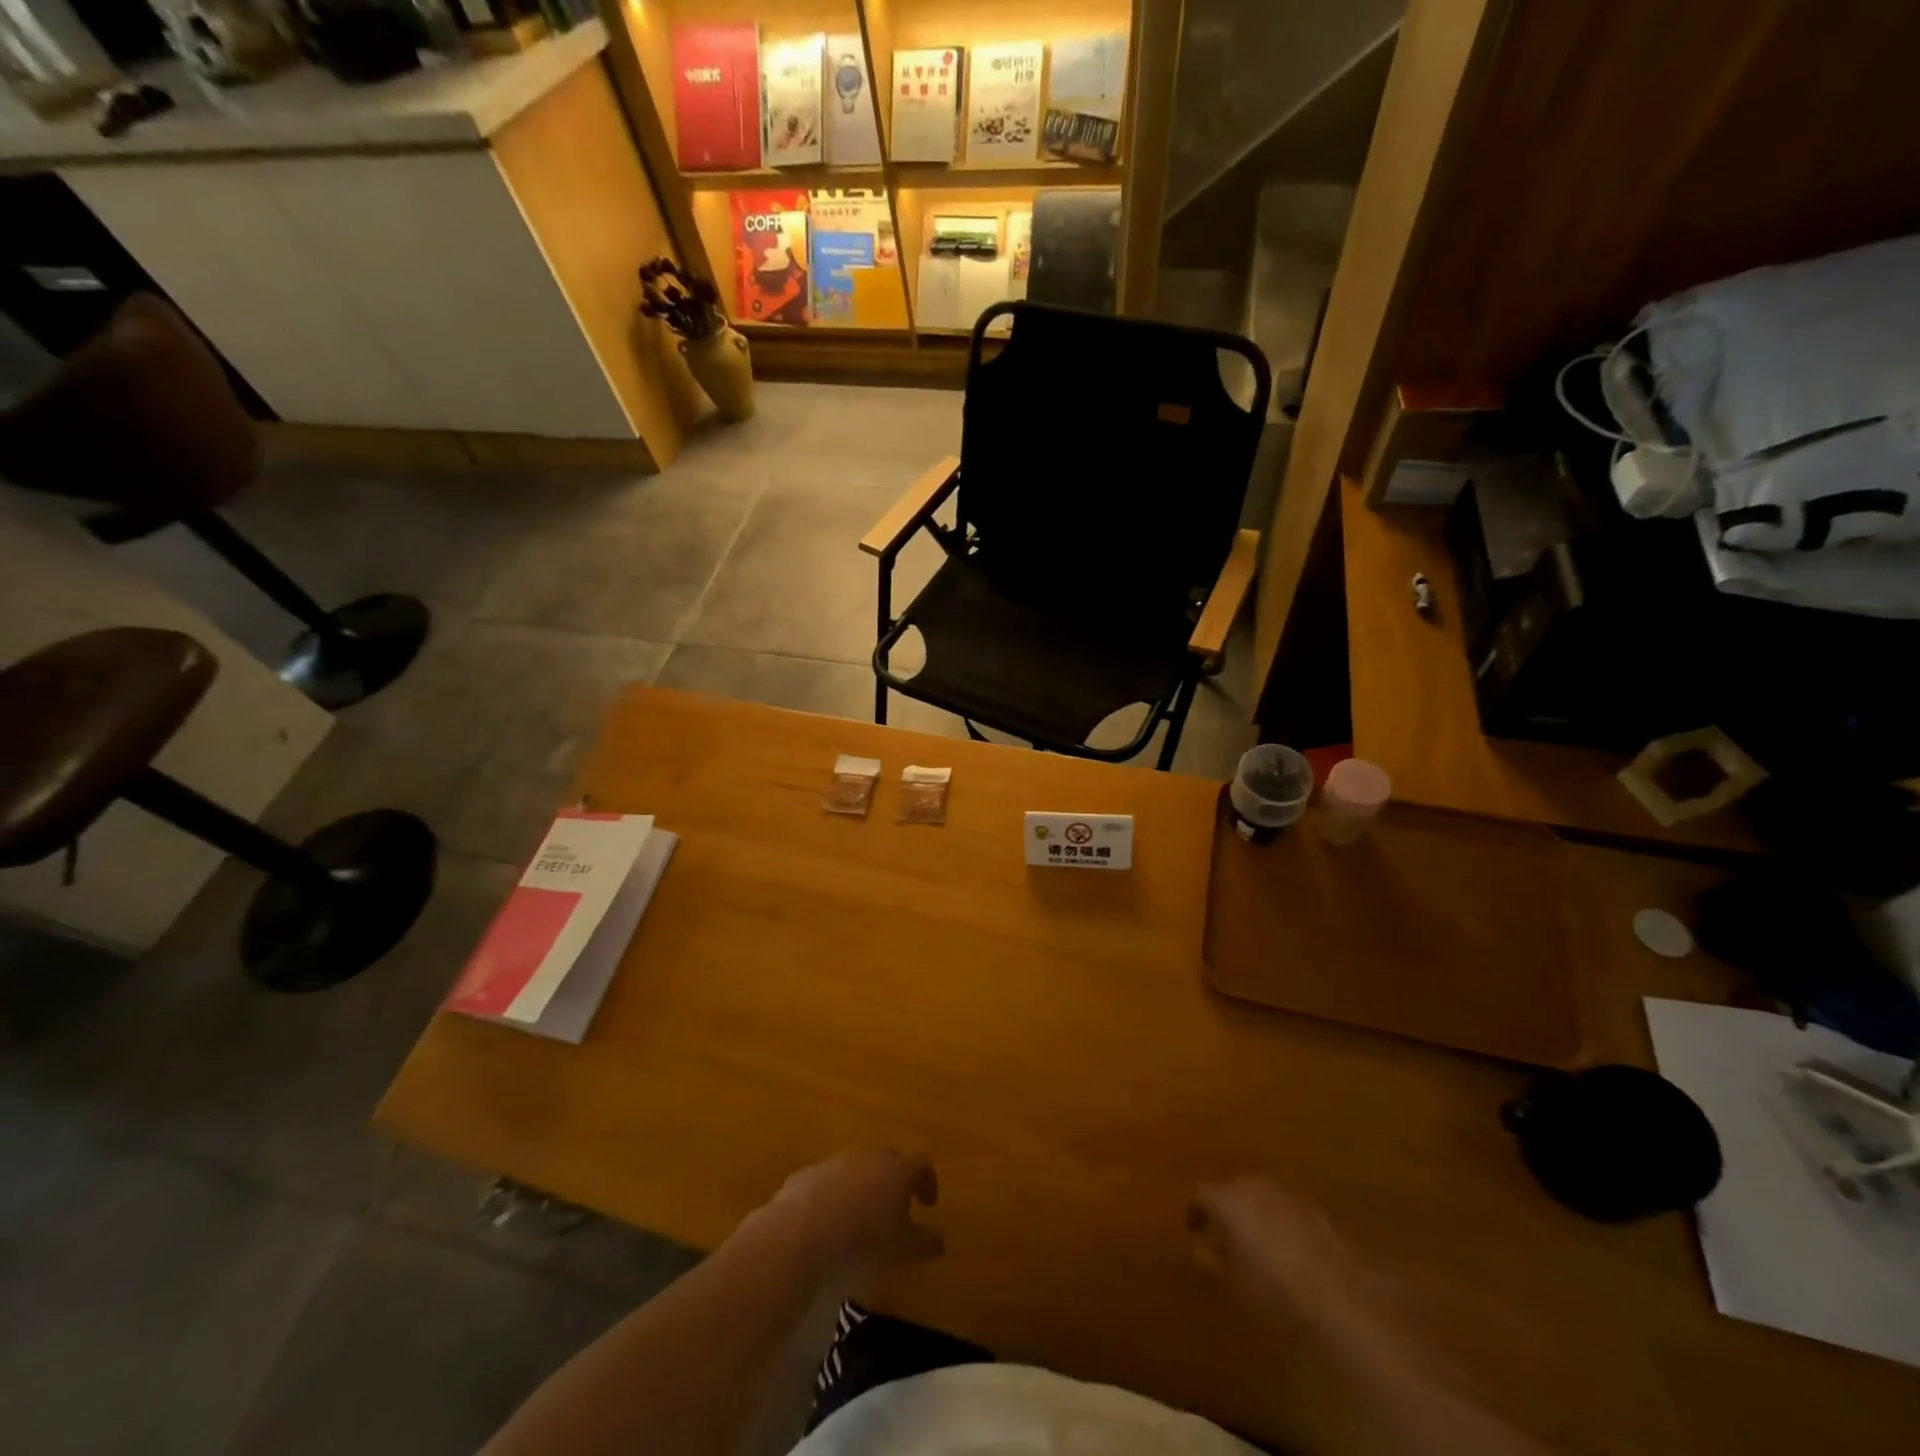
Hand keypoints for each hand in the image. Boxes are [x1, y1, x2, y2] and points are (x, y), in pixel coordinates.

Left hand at [764, 1148, 942, 1282]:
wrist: (800, 1235)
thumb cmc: (863, 1243)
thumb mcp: (903, 1252)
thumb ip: (926, 1243)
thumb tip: (940, 1238)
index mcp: (897, 1170)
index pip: (921, 1166)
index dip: (927, 1182)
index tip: (928, 1203)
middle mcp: (869, 1157)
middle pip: (888, 1162)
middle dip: (894, 1182)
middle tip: (895, 1209)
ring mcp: (835, 1162)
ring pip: (856, 1170)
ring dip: (862, 1188)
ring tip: (860, 1219)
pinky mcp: (807, 1175)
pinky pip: (828, 1183)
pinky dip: (834, 1197)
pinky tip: (828, 1224)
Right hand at [1188, 1178, 1368, 1329]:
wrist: (1341, 1296)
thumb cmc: (1276, 1291)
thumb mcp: (1236, 1284)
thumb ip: (1213, 1262)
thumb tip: (1198, 1251)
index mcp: (1228, 1200)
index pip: (1201, 1194)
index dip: (1196, 1212)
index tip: (1193, 1231)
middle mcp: (1254, 1186)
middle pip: (1232, 1189)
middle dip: (1227, 1209)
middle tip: (1225, 1236)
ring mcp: (1287, 1194)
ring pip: (1261, 1196)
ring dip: (1255, 1213)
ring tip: (1257, 1243)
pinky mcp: (1315, 1208)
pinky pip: (1286, 1208)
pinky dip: (1280, 1221)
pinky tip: (1288, 1248)